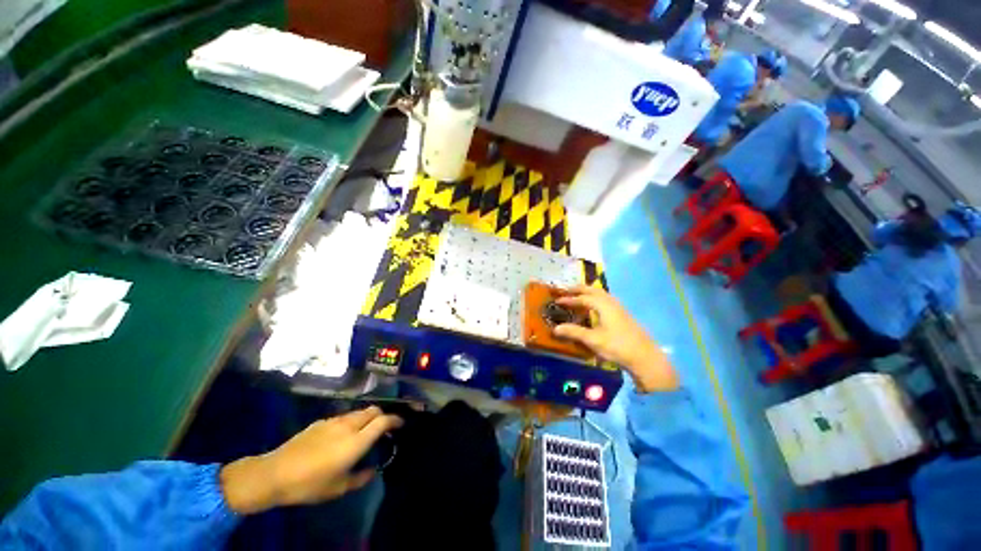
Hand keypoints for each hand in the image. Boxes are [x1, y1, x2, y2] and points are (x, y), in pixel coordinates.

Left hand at [220, 407, 402, 514]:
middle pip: (373, 410)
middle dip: (382, 415)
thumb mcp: (337, 488)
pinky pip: (344, 416)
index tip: (401, 424)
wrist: (274, 473)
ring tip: (364, 431)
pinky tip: (342, 435)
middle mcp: (348, 425)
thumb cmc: (309, 484)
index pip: (382, 421)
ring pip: (358, 411)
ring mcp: (334, 421)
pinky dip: (351, 421)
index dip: (395, 420)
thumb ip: (360, 478)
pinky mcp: (321, 422)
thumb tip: (372, 471)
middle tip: (384, 427)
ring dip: (367, 417)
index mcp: (355, 442)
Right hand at [552, 286, 678, 392]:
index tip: (557, 300)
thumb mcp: (593, 340)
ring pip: (601, 294)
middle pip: (593, 290)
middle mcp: (611, 302)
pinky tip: (595, 307)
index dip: (569, 299)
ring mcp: (619, 307)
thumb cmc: (617, 346)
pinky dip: (596, 298)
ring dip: (588, 292)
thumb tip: (555, 328)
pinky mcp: (623, 314)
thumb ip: (574, 332)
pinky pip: (606, 299)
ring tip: (578, 295)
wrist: (645, 357)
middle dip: (579, 289)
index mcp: (603, 305)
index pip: (582, 298)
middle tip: (566, 290)